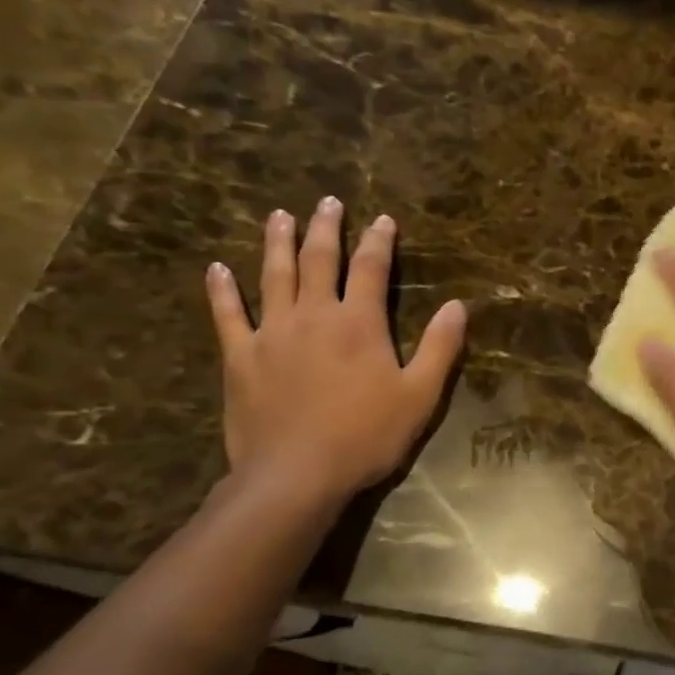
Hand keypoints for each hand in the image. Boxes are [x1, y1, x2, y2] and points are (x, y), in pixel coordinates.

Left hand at [206, 198, 465, 504]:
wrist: (297, 473)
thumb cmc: (367, 435)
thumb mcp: (420, 395)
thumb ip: (440, 347)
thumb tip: (457, 306)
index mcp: (358, 323)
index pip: (370, 268)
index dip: (379, 241)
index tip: (383, 219)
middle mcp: (313, 315)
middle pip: (318, 260)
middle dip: (326, 228)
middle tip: (327, 201)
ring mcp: (271, 333)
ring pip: (273, 276)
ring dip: (277, 243)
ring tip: (279, 216)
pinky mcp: (240, 357)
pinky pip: (227, 315)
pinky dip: (221, 290)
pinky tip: (217, 270)